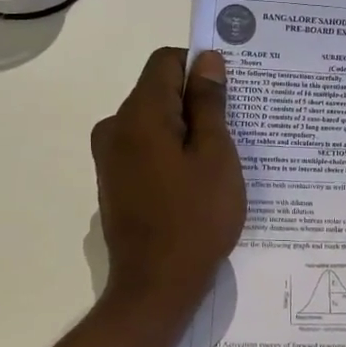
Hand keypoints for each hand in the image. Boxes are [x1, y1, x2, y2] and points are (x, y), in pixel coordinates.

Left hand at [91, 47, 245, 308]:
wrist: (156, 287)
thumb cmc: (195, 217)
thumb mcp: (215, 155)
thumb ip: (209, 103)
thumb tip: (206, 60)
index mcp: (139, 114)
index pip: (166, 61)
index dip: (200, 68)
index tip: (230, 93)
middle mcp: (115, 127)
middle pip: (160, 91)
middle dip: (197, 103)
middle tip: (234, 132)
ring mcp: (110, 156)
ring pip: (155, 121)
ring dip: (187, 130)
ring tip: (221, 160)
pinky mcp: (114, 180)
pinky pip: (147, 147)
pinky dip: (172, 152)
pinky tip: (198, 181)